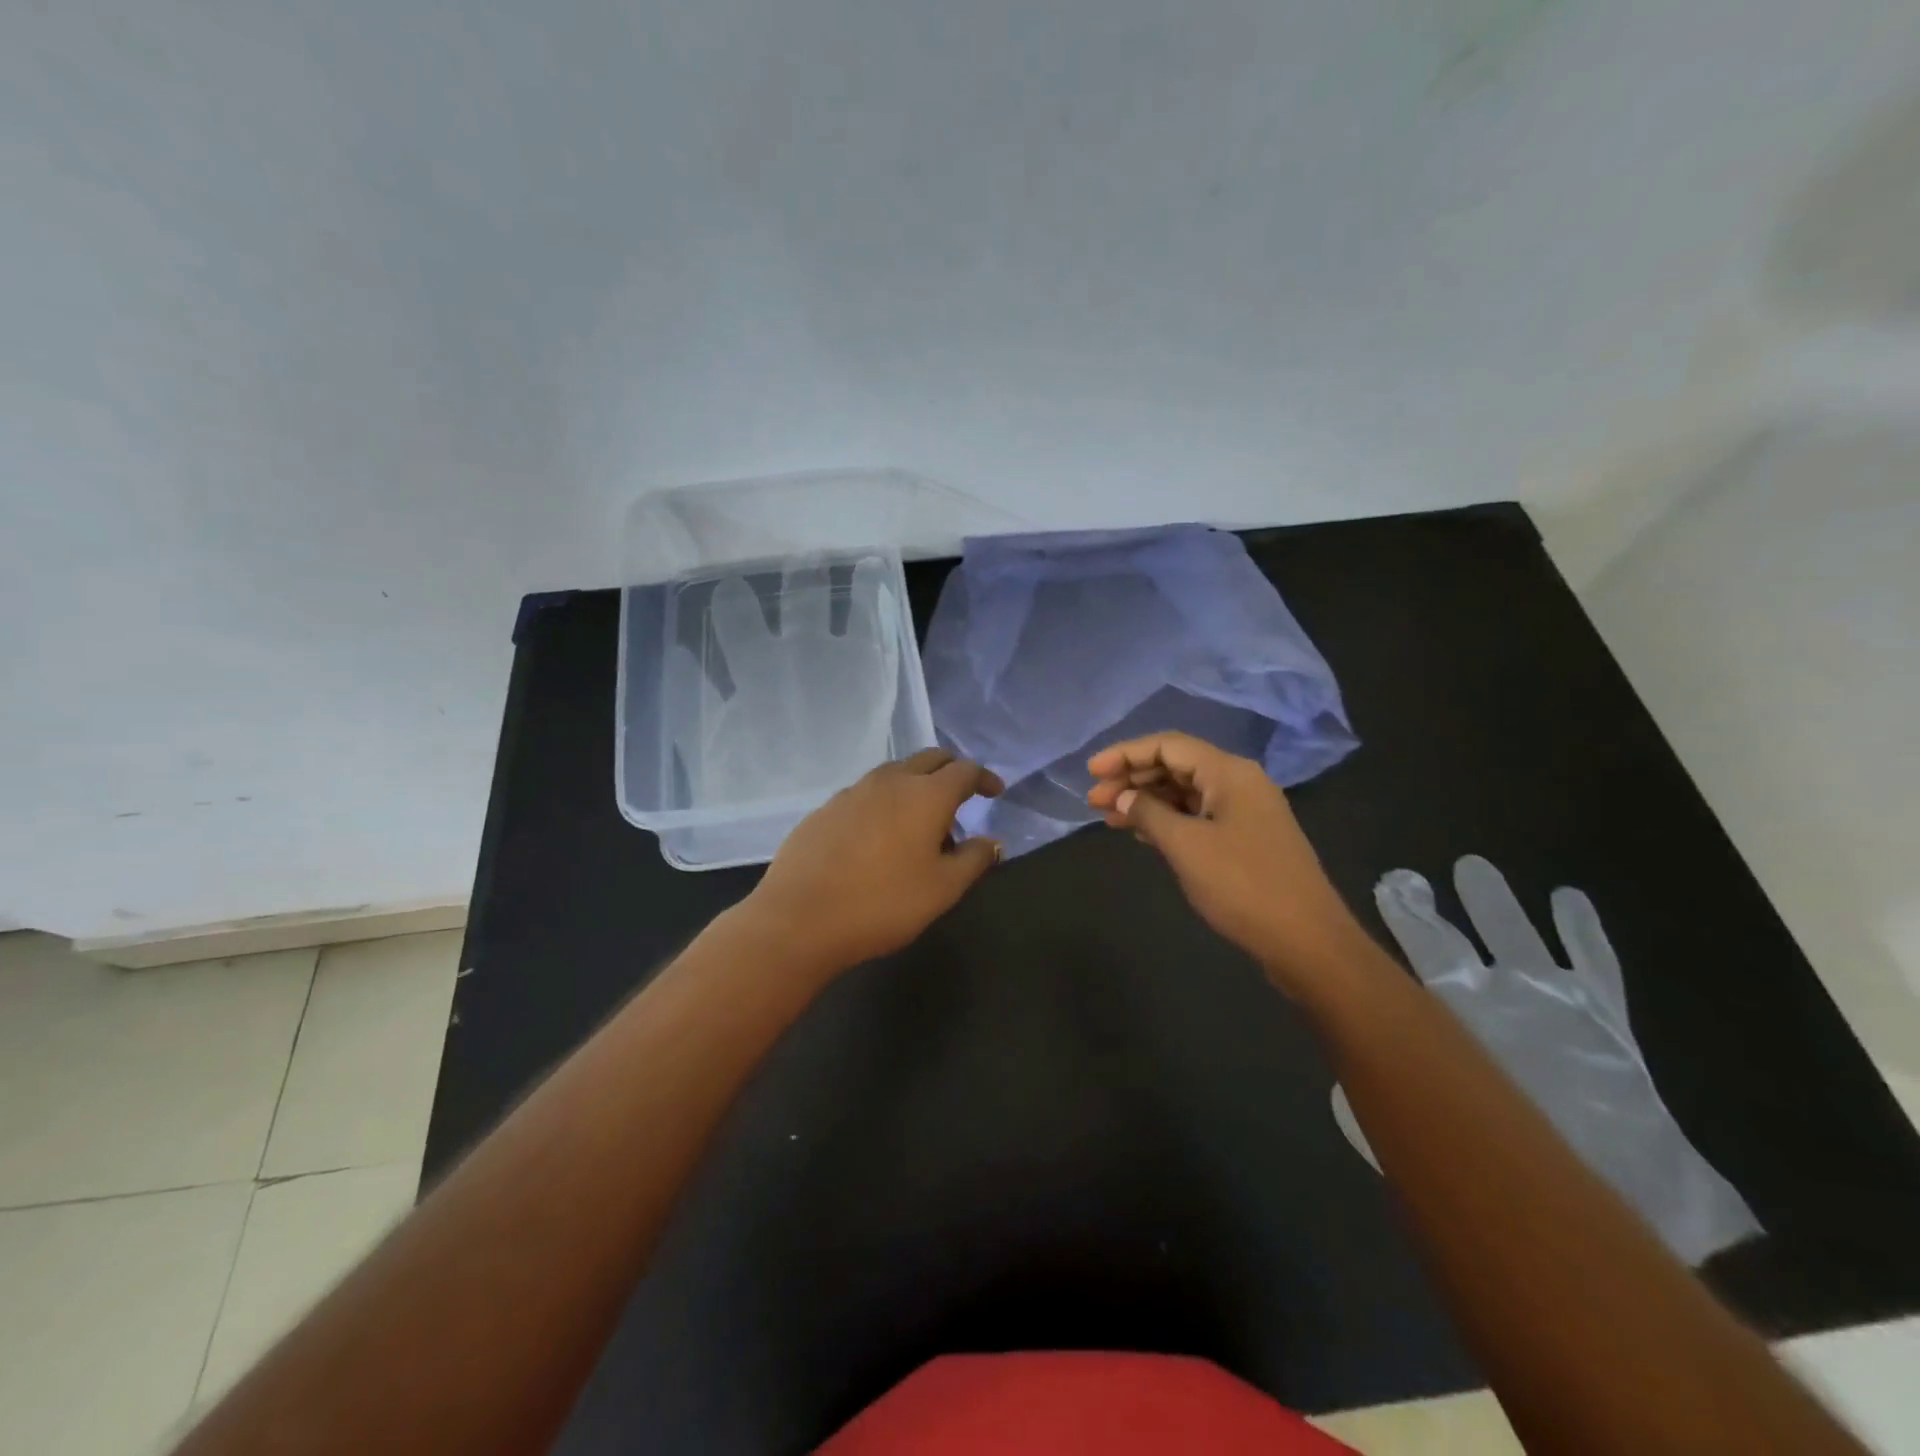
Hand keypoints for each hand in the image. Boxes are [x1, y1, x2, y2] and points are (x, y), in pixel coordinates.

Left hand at [748, 749, 1003, 969]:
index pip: (965, 770)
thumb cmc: (883, 903)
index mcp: (926, 795)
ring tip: (922, 822)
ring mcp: (853, 791)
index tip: (995, 792)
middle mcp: (890, 781)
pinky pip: (866, 793)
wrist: (800, 918)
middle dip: (951, 770)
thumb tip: (992, 841)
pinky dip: (885, 802)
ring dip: (916, 785)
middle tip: (963, 796)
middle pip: (929, 759)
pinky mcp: (825, 808)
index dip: (985, 778)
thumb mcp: (942, 889)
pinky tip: (880, 835)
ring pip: (895, 773)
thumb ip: (974, 859)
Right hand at [1087, 733, 1365, 994]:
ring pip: (1185, 793)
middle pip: (1176, 766)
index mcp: (1229, 772)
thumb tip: (1121, 797)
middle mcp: (1238, 783)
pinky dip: (1166, 820)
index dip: (1125, 754)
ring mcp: (1244, 812)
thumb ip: (1149, 814)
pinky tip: (1140, 833)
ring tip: (1108, 817)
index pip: (1168, 746)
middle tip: (1094, 800)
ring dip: (1146, 801)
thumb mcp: (1186, 846)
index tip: (1091, 772)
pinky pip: (1197, 817)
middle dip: (1132, 779)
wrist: (1307, 941)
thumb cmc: (1243, 886)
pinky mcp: (1245, 840)